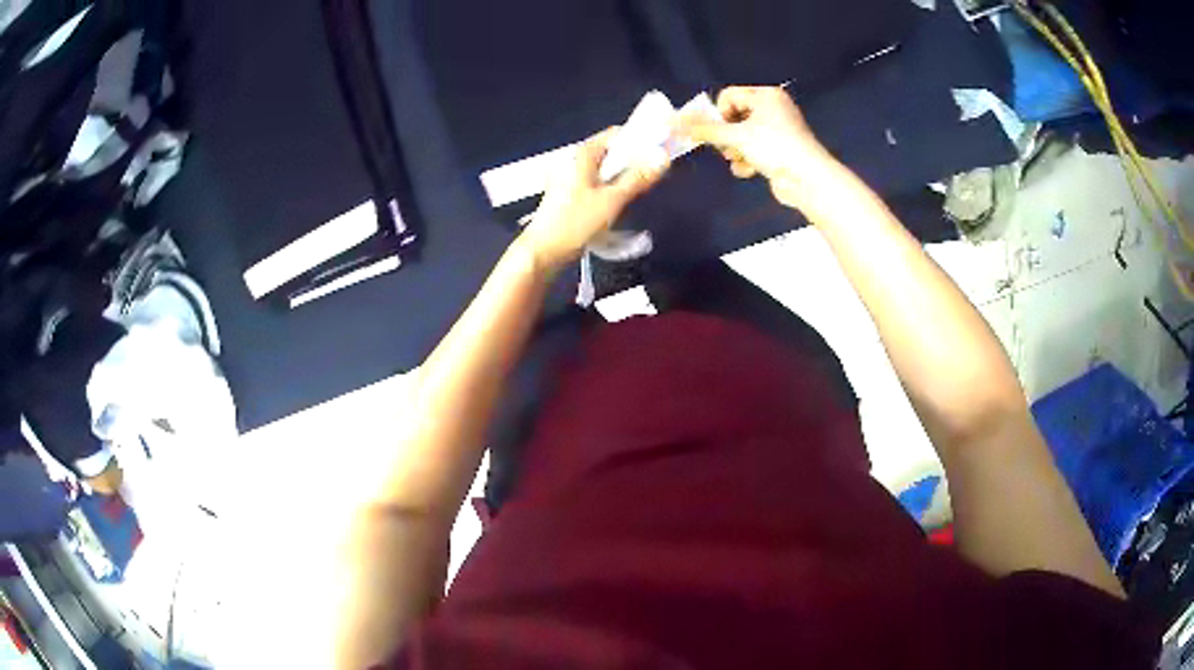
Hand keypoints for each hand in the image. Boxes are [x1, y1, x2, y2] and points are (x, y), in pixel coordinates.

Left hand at [521, 127, 668, 272]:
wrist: (543, 251)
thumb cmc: (576, 222)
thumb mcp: (612, 200)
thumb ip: (638, 178)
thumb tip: (663, 159)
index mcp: (582, 154)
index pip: (614, 135)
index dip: (637, 140)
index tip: (658, 151)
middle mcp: (574, 160)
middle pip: (610, 152)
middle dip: (632, 161)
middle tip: (653, 175)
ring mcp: (569, 177)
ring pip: (603, 170)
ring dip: (622, 177)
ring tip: (640, 190)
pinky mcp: (568, 194)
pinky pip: (595, 183)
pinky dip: (609, 188)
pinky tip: (619, 203)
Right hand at [677, 86, 833, 209]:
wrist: (808, 179)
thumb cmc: (774, 147)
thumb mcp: (736, 136)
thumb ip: (703, 129)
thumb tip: (672, 122)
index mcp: (766, 95)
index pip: (728, 95)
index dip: (719, 114)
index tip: (717, 131)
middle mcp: (773, 108)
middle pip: (733, 116)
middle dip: (727, 135)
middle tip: (727, 147)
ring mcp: (777, 130)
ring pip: (742, 136)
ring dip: (735, 150)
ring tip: (740, 159)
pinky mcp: (779, 151)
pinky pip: (754, 150)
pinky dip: (748, 160)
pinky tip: (750, 170)